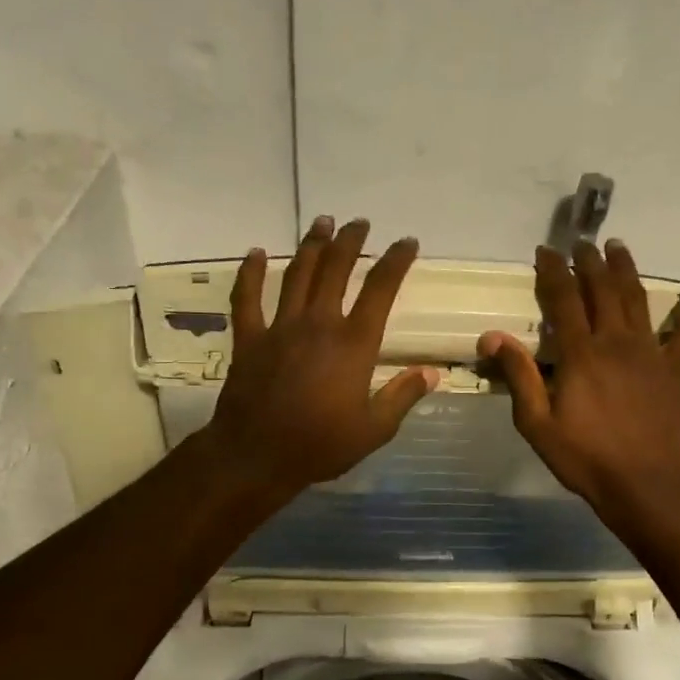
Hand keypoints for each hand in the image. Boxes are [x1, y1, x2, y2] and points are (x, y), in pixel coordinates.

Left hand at [203, 216, 437, 499]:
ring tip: (322, 222)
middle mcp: (318, 324)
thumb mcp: (374, 429)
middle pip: (336, 269)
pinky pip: (247, 298)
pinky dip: (251, 273)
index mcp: (353, 344)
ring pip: (297, 274)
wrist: (256, 456)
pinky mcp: (249, 339)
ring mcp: (280, 327)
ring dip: (311, 245)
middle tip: (360, 223)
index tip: (407, 243)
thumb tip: (432, 373)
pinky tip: (257, 253)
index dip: (396, 261)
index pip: (380, 290)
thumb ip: (403, 396)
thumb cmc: (321, 445)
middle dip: (350, 242)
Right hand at [478, 240, 679, 524]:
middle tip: (583, 243)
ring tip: (619, 247)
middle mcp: (616, 342)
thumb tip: (492, 336)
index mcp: (581, 353)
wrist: (646, 485)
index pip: (563, 299)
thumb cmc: (586, 458)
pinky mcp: (673, 371)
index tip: (546, 251)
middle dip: (590, 262)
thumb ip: (519, 377)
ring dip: (627, 270)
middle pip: (602, 290)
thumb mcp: (538, 424)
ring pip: (638, 300)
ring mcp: (650, 353)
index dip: (553, 271)